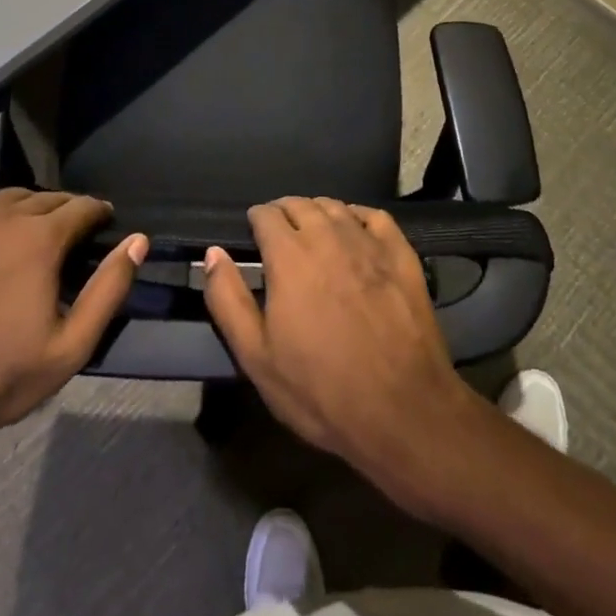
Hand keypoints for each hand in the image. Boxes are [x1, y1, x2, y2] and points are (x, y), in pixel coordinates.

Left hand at [0, 189, 147, 486]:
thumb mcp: (70, 347)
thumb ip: (109, 289)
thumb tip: (138, 240)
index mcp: (40, 238)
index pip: (83, 207)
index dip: (99, 215)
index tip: (104, 227)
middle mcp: (3, 216)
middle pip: (48, 199)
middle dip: (67, 212)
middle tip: (72, 238)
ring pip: (10, 197)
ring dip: (30, 209)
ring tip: (33, 233)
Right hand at [202, 197, 483, 484]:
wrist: (402, 410)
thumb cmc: (320, 390)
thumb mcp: (257, 357)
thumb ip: (228, 300)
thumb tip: (213, 254)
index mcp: (289, 256)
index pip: (266, 214)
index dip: (256, 220)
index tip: (254, 233)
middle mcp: (328, 236)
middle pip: (300, 205)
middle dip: (284, 212)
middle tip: (279, 233)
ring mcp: (368, 243)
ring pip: (335, 207)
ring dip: (317, 211)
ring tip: (312, 229)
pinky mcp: (401, 254)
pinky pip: (375, 216)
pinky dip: (357, 215)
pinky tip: (354, 229)